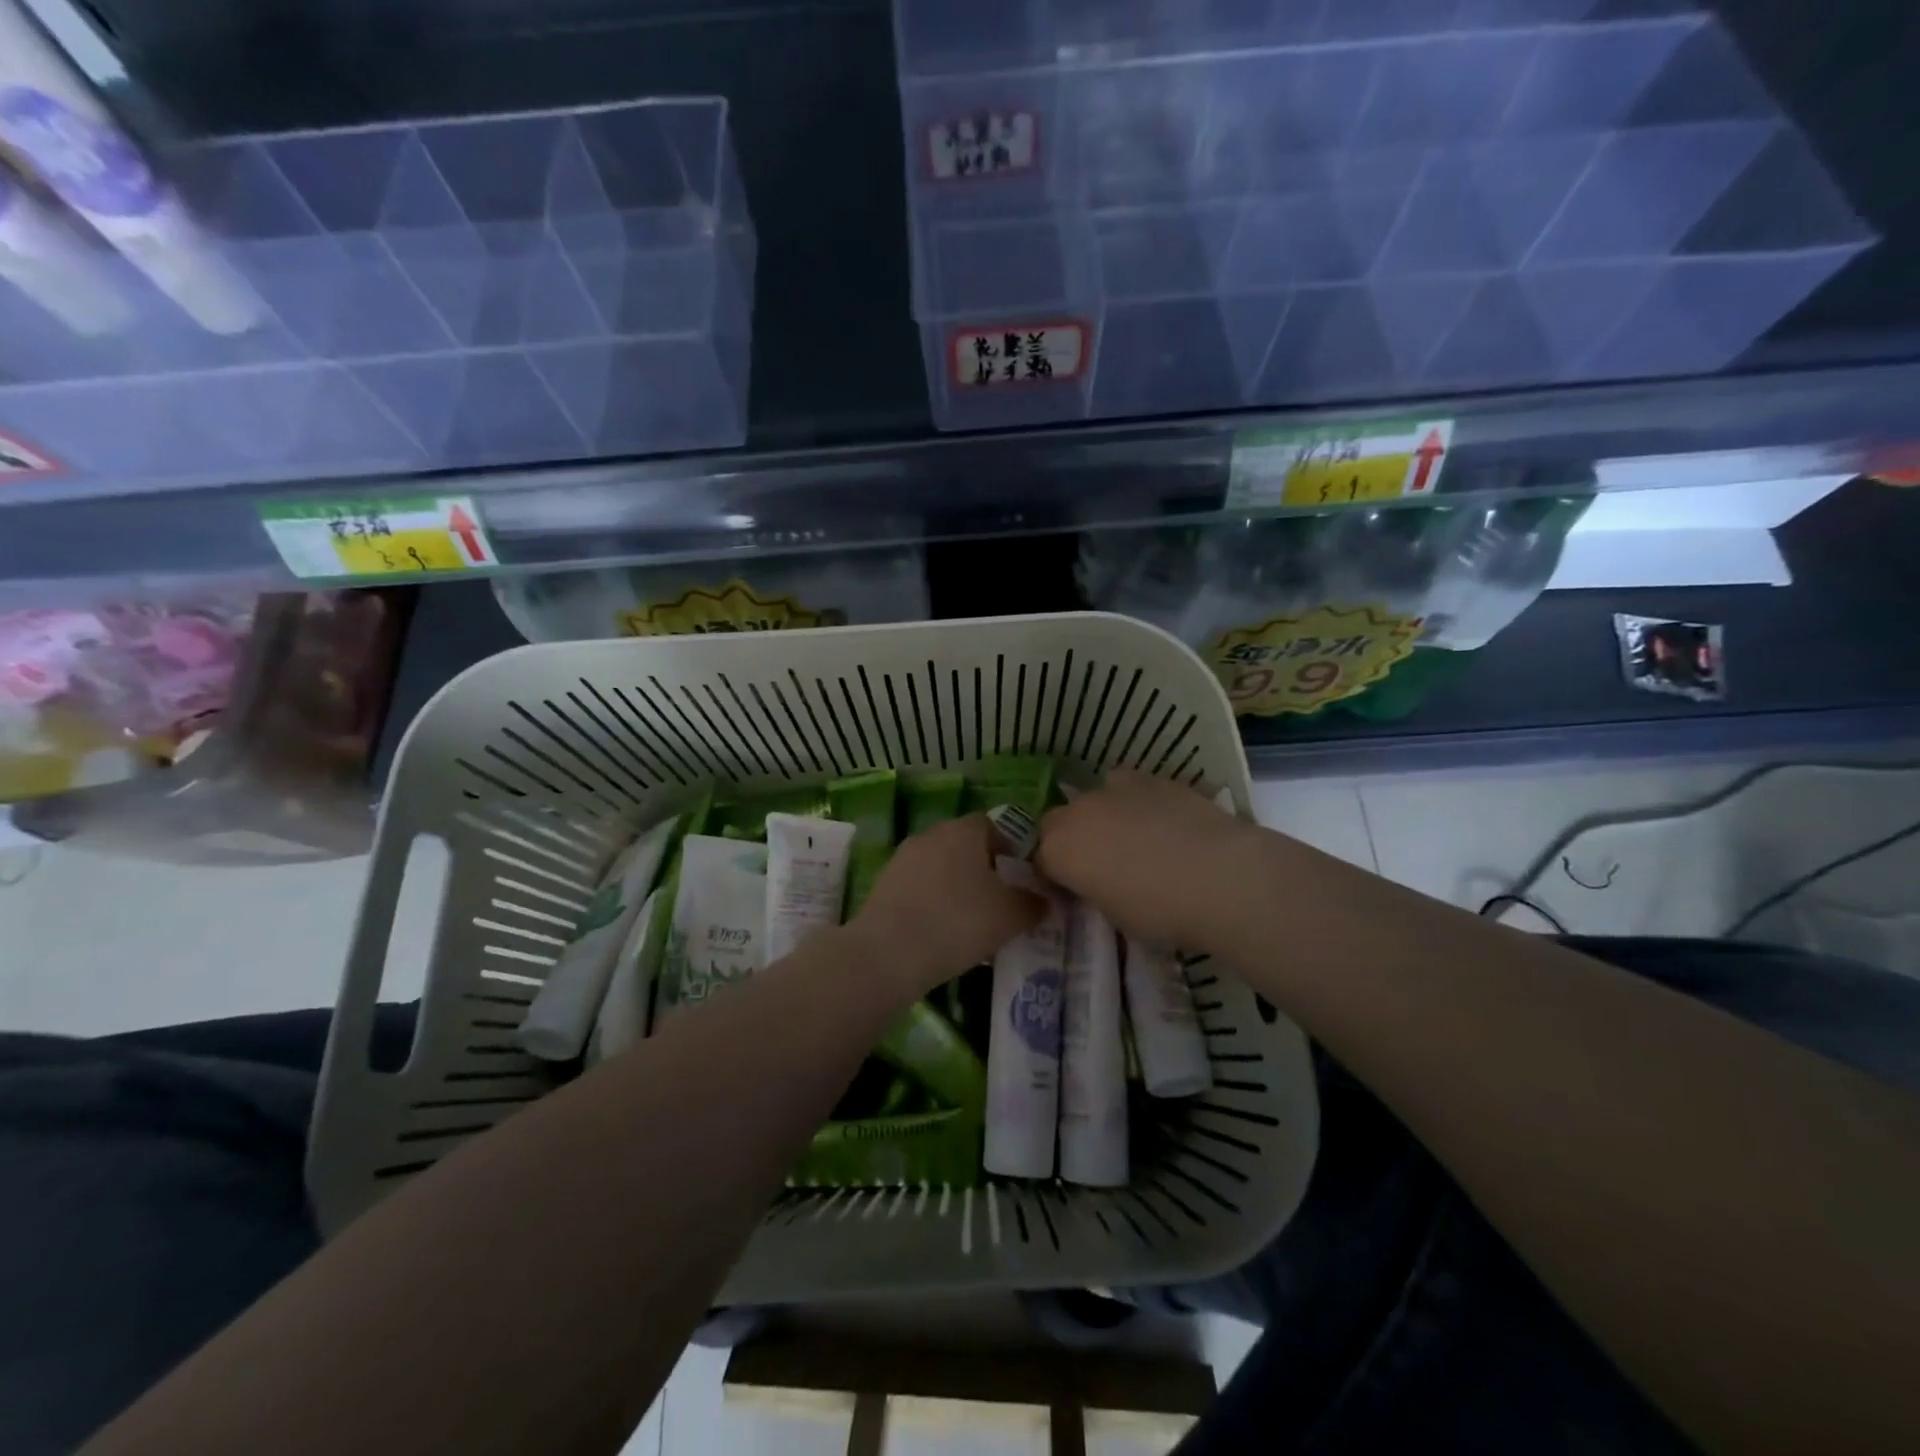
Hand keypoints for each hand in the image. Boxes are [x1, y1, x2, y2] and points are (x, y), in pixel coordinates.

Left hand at [848, 815, 1045, 997]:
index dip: (1010, 847)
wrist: (887, 954)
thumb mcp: (1010, 916)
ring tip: (971, 920)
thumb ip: (1032, 903)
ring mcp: (903, 858)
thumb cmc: (958, 923)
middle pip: (964, 844)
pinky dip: (932, 901)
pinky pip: (919, 887)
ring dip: (956, 885)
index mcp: (963, 830)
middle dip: (983, 867)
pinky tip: (941, 931)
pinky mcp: (883, 885)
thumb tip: (1043, 898)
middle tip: (999, 899)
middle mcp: (931, 834)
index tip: (1021, 876)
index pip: (993, 825)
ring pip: (940, 866)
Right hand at [1035, 770, 1249, 951]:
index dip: (1055, 876)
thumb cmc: (1161, 912)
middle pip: (1058, 822)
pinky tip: (1161, 823)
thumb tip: (1097, 882)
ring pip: (1094, 798)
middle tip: (1098, 865)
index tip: (1073, 891)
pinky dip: (1136, 803)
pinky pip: (1129, 788)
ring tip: (1132, 840)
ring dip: (1102, 816)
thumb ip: (1093, 890)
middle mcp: (1077, 812)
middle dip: (1071, 840)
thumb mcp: (1113, 915)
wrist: (1221, 876)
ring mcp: (1113, 788)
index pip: (1040, 861)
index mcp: (1058, 850)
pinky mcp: (1151, 777)